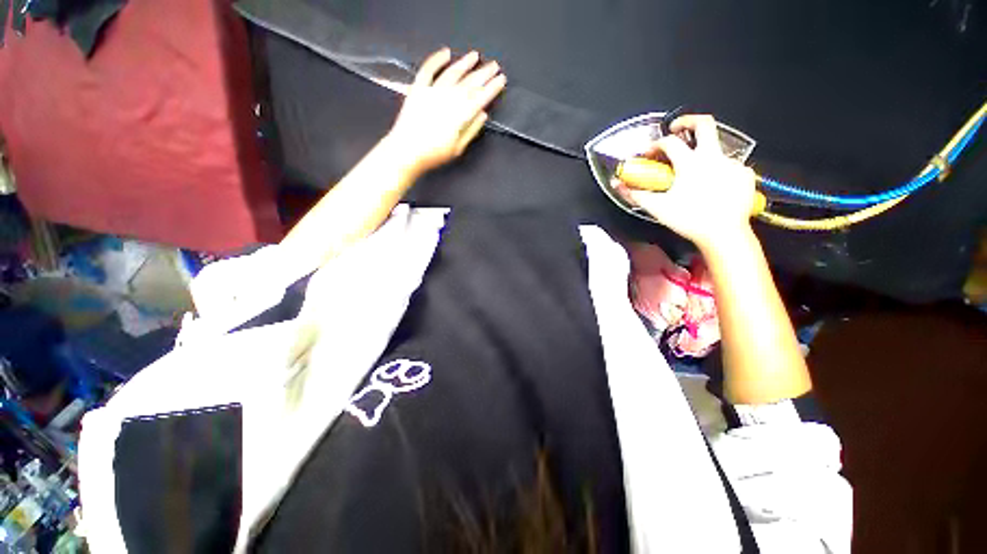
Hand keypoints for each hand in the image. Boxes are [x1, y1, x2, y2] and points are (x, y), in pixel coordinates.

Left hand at [387, 48, 506, 175]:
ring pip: (452, 73)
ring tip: (475, 55)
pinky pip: (428, 70)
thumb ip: (471, 130)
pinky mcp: (417, 88)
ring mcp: (432, 91)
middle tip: (494, 65)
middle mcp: (448, 99)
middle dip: (483, 74)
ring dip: (464, 63)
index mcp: (459, 115)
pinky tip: (446, 53)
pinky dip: (436, 60)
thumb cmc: (434, 154)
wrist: (406, 151)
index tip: (501, 79)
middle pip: (469, 83)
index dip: (492, 88)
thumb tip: (483, 114)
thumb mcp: (457, 148)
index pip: (479, 98)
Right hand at [622, 115, 757, 253]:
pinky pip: (729, 166)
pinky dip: (717, 171)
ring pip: (716, 150)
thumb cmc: (689, 220)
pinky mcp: (745, 175)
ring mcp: (732, 164)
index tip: (649, 152)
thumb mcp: (658, 207)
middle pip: (704, 124)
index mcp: (691, 163)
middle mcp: (714, 157)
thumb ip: (635, 194)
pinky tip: (712, 186)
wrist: (725, 234)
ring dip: (701, 156)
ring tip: (693, 174)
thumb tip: (618, 185)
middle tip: (677, 127)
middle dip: (688, 120)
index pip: (670, 142)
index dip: (656, 144)